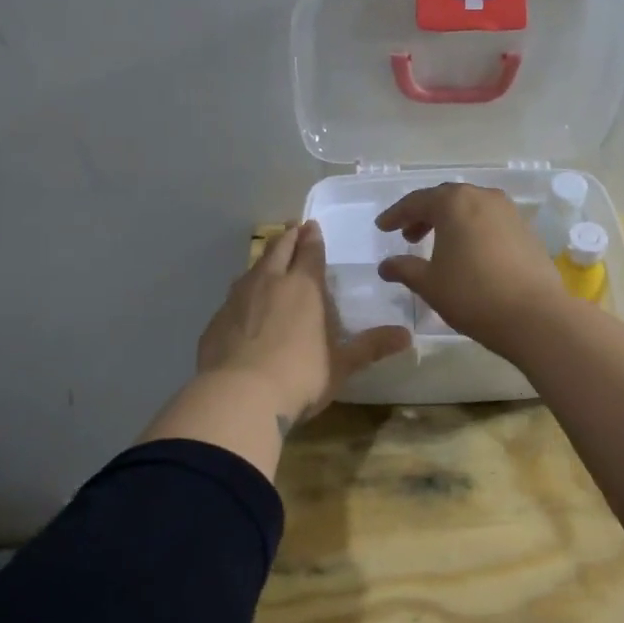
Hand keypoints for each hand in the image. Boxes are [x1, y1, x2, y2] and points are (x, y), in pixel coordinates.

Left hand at [197, 220, 410, 429]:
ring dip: (263, 261)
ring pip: (252, 269)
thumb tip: (407, 336)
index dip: (312, 238)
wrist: (238, 397)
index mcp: (304, 287)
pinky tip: (243, 306)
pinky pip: (233, 298)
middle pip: (278, 249)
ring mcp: (237, 299)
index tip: (311, 225)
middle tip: (293, 228)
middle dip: (288, 237)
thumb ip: (371, 347)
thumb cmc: (300, 375)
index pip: (310, 252)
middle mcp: (269, 283)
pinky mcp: (216, 321)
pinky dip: (243, 294)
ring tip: (269, 261)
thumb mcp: (342, 364)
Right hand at [374, 184, 568, 357]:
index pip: (417, 201)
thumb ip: (404, 269)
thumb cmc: (472, 295)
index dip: (396, 214)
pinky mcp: (527, 230)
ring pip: (471, 209)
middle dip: (424, 215)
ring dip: (450, 223)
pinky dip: (472, 231)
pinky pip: (490, 222)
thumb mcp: (429, 284)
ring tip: (437, 247)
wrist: (535, 315)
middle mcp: (483, 197)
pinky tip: (468, 255)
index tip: (382, 227)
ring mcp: (509, 212)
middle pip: (446, 200)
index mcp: (454, 202)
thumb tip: (386, 265)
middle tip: (408, 236)